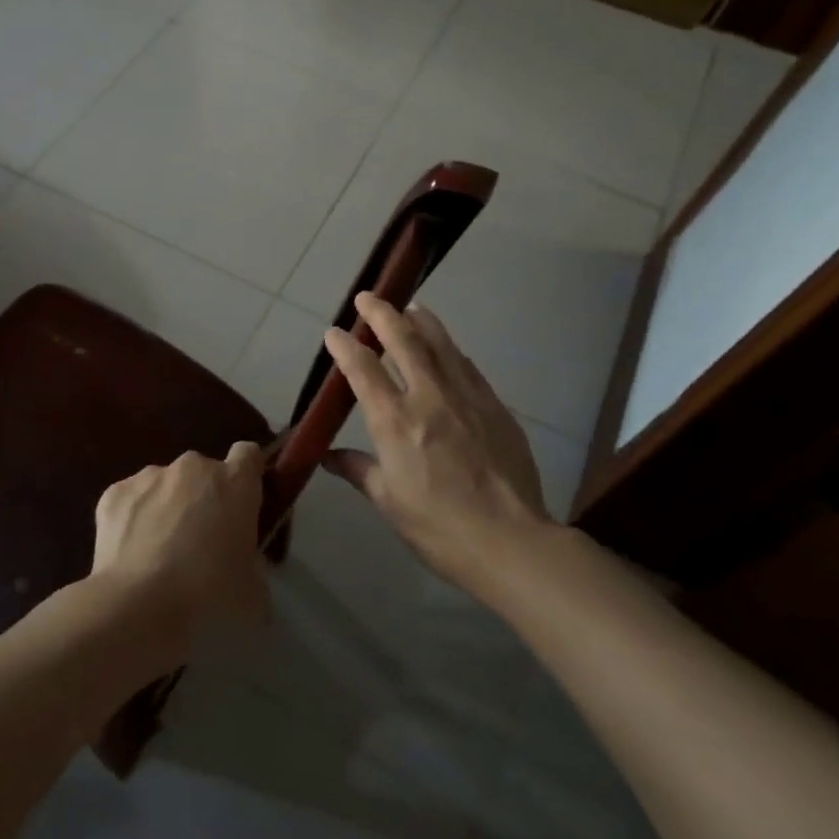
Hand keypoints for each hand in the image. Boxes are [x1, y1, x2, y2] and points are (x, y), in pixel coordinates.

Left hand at [90, 442, 268, 657]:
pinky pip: (132, 499)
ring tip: (159, 551)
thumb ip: (254, 568)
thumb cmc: (208, 592)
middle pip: (203, 472)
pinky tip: (131, 552)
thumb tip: (246, 572)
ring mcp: (151, 475)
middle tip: (200, 539)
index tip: (243, 500)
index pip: (248, 455)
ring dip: (167, 506)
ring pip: (165, 484)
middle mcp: (193, 466)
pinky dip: (133, 518)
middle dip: (203, 496)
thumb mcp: (252, 591)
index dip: (246, 474)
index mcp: (234, 482)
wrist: (138, 602)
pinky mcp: (115, 491)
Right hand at [322, 295, 553, 597]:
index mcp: (395, 422)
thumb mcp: (388, 501)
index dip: (345, 347)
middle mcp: (429, 398)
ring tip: (411, 307)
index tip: (334, 332)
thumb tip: (328, 455)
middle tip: (368, 297)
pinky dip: (452, 350)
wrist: (510, 540)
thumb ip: (359, 469)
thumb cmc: (438, 527)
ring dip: (422, 321)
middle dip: (382, 314)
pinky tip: (448, 347)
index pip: (363, 370)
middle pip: (404, 341)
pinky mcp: (495, 406)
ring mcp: (466, 398)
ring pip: (441, 345)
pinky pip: (468, 367)